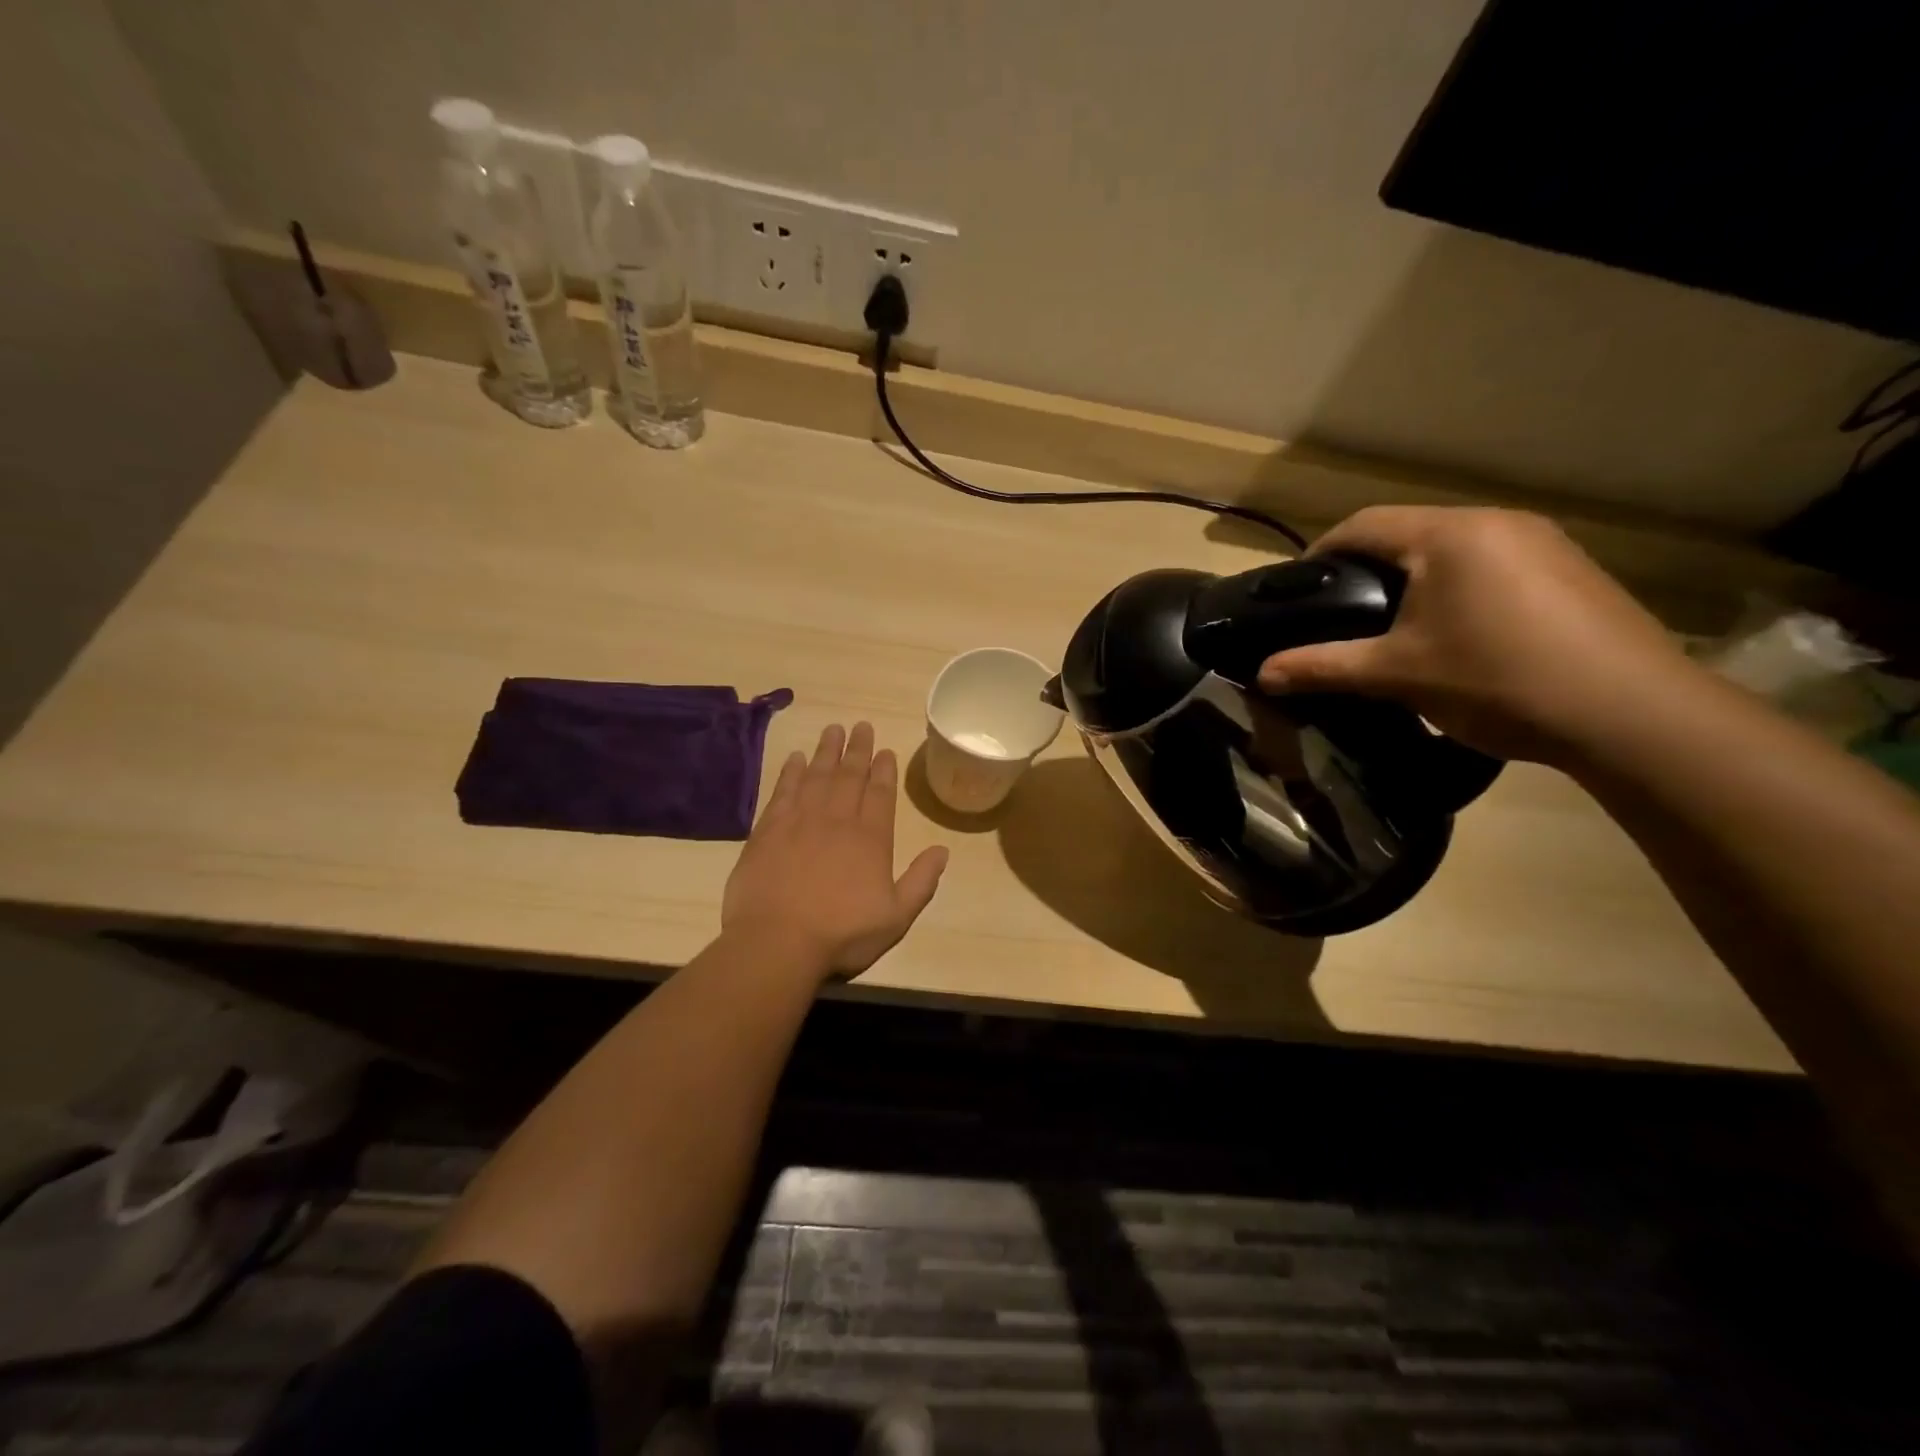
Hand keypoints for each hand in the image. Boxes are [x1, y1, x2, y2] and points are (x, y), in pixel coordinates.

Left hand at [723, 722, 949, 978]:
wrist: (777, 941)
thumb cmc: (841, 934)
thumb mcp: (895, 917)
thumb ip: (921, 882)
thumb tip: (943, 850)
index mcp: (870, 839)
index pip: (880, 794)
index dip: (884, 770)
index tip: (885, 750)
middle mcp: (837, 820)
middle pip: (850, 776)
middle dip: (857, 749)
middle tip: (861, 725)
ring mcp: (800, 821)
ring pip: (817, 776)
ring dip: (827, 751)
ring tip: (833, 729)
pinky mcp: (768, 830)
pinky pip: (783, 791)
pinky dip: (791, 772)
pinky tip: (796, 758)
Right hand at [1255, 507, 1700, 764]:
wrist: (1630, 714)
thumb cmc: (1497, 680)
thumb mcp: (1397, 675)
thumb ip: (1323, 667)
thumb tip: (1261, 675)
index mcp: (1448, 535)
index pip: (1362, 524)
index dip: (1320, 553)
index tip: (1296, 590)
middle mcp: (1496, 522)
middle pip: (1408, 532)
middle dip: (1366, 568)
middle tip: (1340, 614)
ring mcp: (1542, 543)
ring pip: (1452, 548)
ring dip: (1413, 578)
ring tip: (1392, 627)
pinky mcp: (1570, 570)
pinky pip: (1491, 564)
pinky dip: (1456, 588)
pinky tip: (1456, 633)